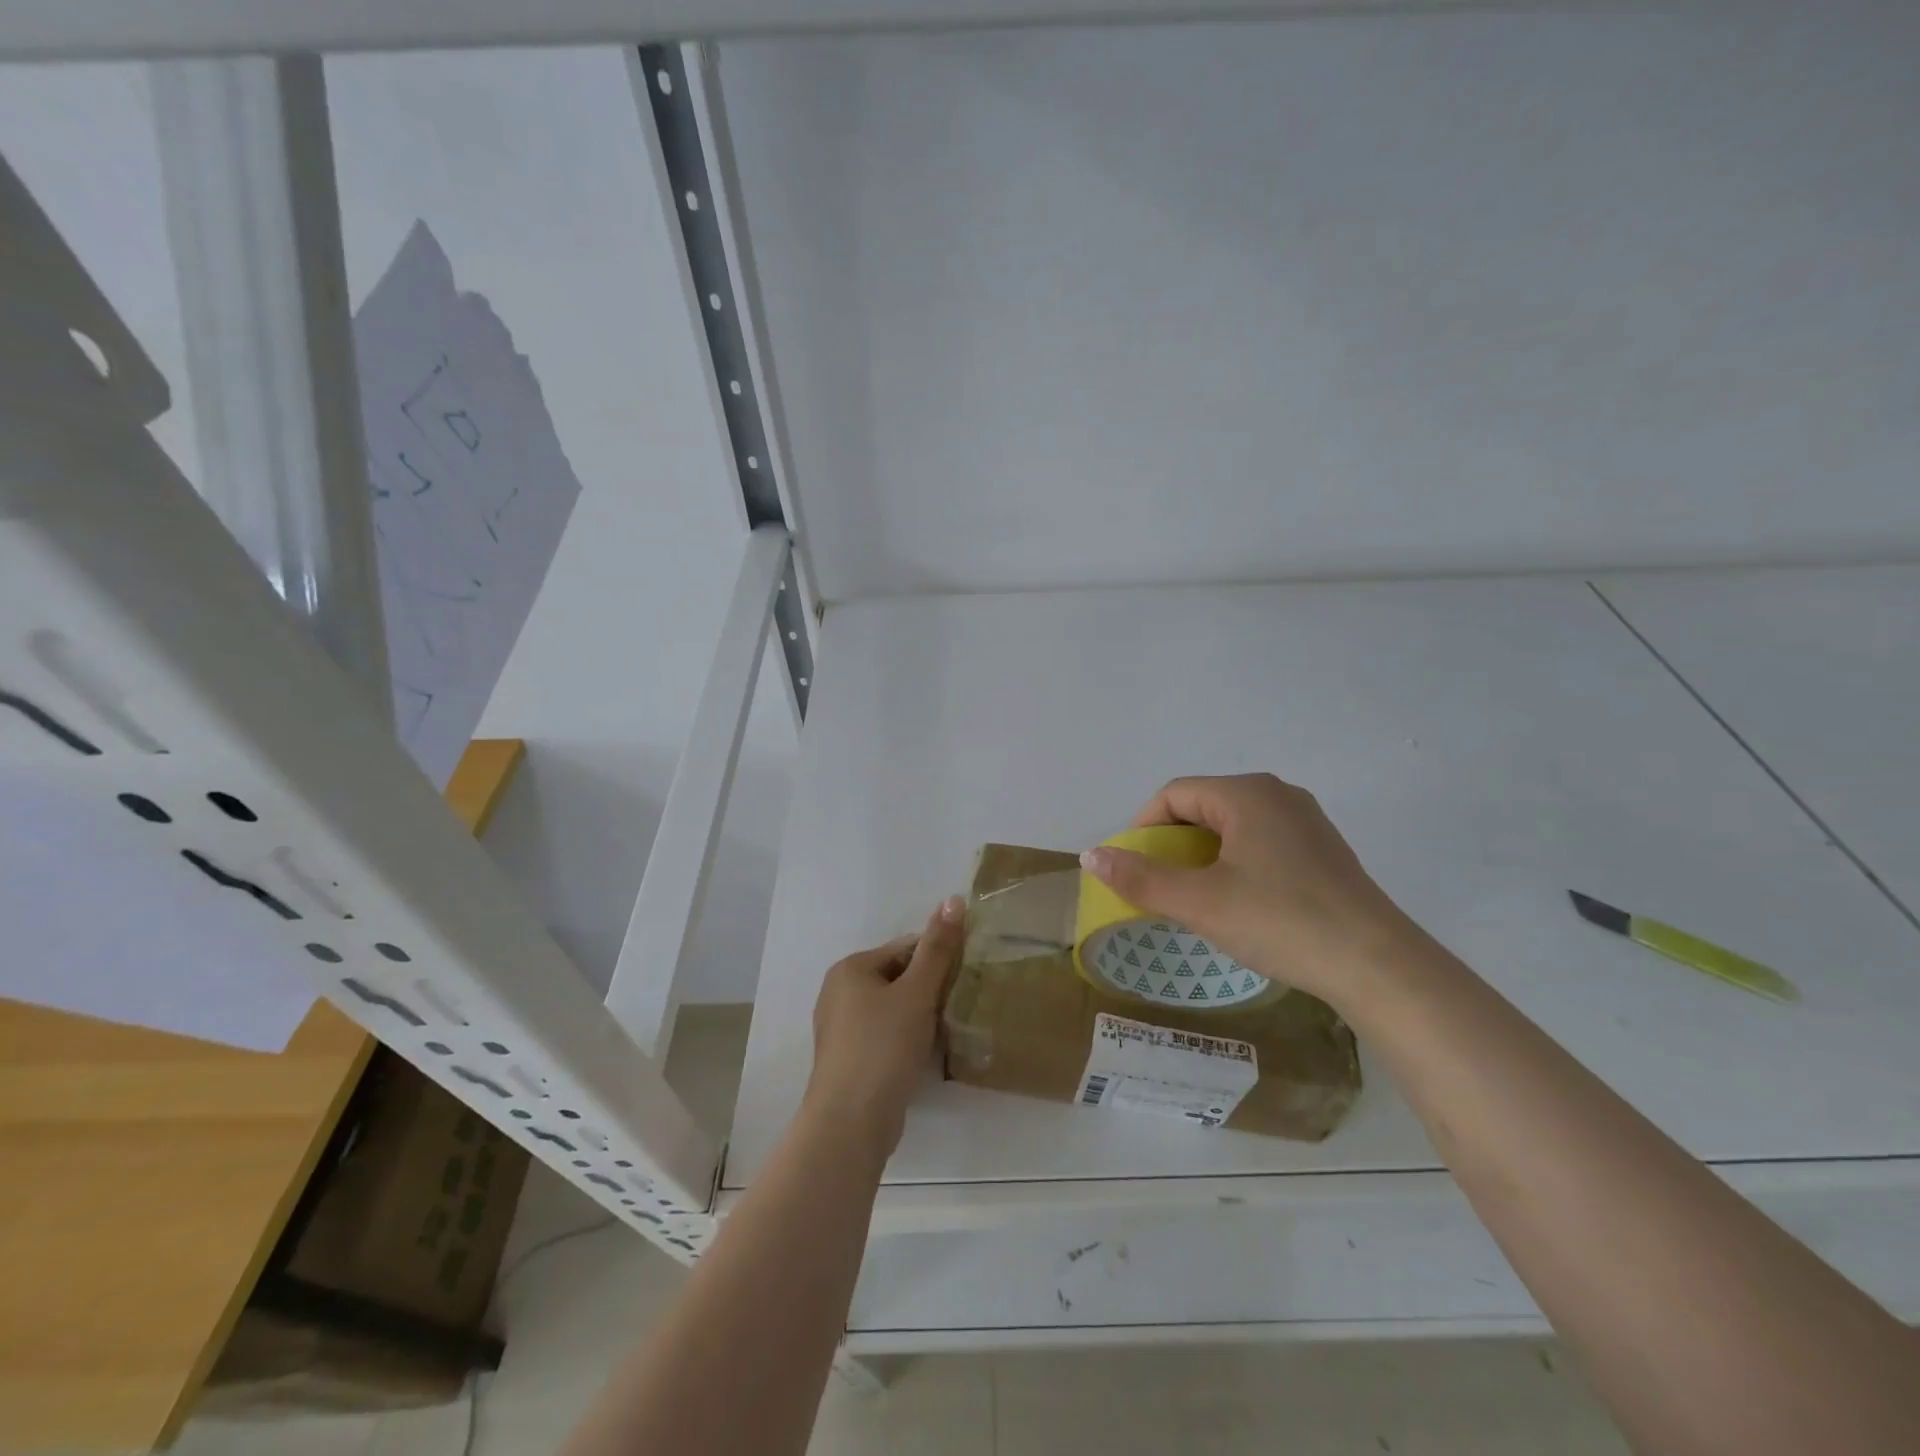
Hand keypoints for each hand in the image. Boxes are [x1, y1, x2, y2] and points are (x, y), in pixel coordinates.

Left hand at [804, 896, 966, 1159]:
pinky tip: (926, 1052)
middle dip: (930, 988)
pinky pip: (885, 1034)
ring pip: (893, 1008)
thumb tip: (953, 898)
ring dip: (921, 1014)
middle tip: (960, 1003)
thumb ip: (938, 947)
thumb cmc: (883, 1046)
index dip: (938, 959)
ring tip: (948, 1028)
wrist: (851, 1122)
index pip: (905, 948)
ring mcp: (841, 1028)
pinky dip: (906, 1037)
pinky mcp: (850, 1058)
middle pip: (898, 977)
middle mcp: (839, 992)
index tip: (966, 976)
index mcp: (851, 968)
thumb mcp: (917, 992)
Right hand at [1080, 773, 1418, 1011]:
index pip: (1174, 795)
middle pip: (1203, 807)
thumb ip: (1141, 878)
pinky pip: (1262, 843)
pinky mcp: (1323, 851)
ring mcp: (1306, 821)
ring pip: (1233, 827)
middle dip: (1172, 844)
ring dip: (1202, 856)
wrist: (1378, 966)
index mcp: (1246, 794)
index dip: (1142, 828)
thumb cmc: (1280, 922)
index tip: (1132, 868)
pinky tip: (1239, 903)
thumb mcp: (1200, 903)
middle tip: (1160, 887)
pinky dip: (1235, 863)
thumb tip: (1091, 856)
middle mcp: (1277, 795)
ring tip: (1194, 897)